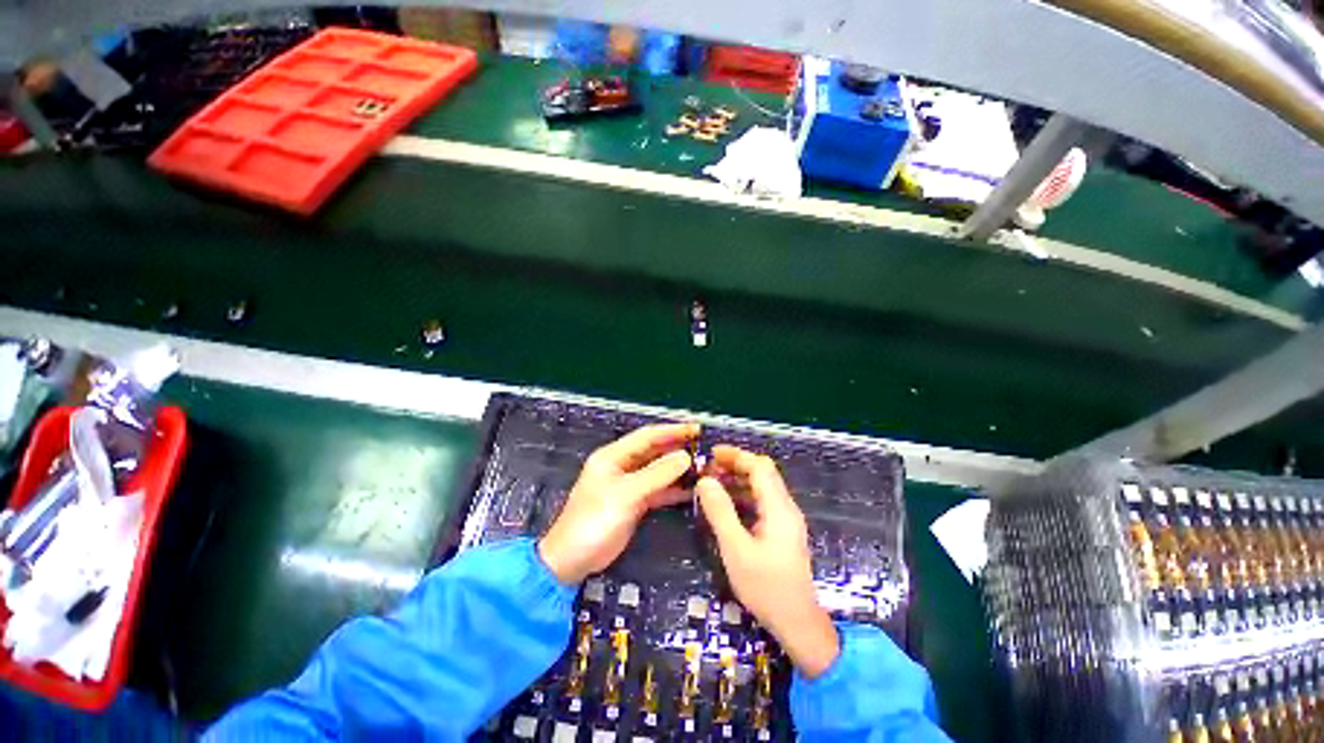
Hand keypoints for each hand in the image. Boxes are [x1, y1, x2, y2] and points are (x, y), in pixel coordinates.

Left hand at [539, 423, 698, 584]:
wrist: (573, 560)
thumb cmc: (594, 520)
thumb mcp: (625, 494)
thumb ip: (656, 474)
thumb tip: (685, 456)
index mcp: (613, 456)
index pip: (647, 436)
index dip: (672, 430)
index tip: (696, 429)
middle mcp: (622, 466)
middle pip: (654, 452)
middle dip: (678, 449)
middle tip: (705, 449)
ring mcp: (630, 485)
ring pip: (658, 471)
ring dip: (678, 469)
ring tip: (704, 467)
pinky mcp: (635, 503)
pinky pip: (658, 490)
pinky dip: (674, 489)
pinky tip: (693, 489)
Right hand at [697, 446, 839, 678]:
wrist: (797, 623)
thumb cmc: (766, 587)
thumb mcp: (736, 549)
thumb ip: (721, 512)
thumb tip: (705, 481)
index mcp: (779, 508)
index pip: (760, 467)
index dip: (736, 456)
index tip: (711, 455)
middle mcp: (786, 508)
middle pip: (763, 473)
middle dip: (736, 465)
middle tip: (708, 468)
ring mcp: (786, 519)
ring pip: (762, 487)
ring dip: (738, 479)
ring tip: (713, 482)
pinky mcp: (782, 530)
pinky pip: (762, 502)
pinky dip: (743, 495)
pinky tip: (726, 504)